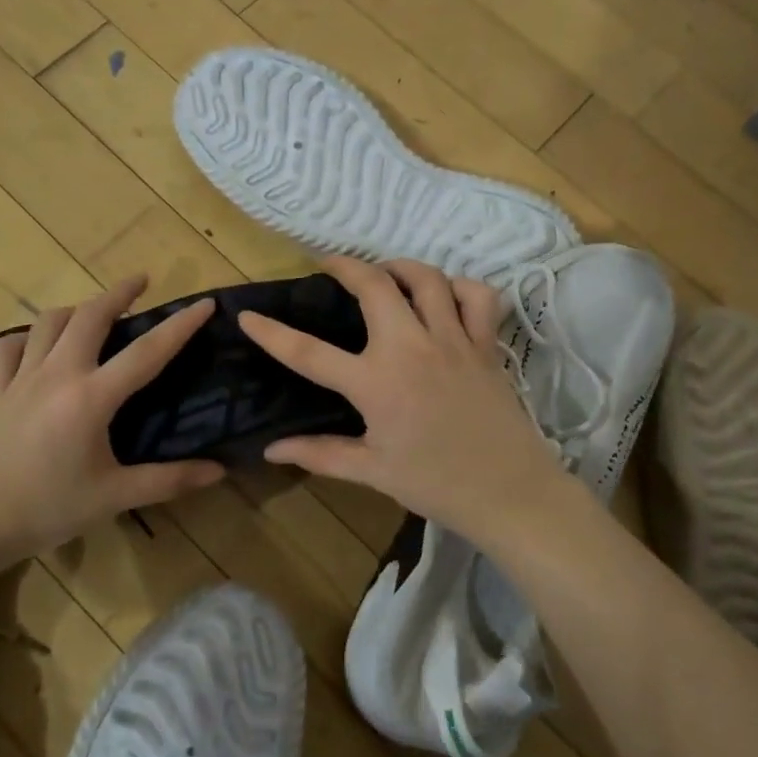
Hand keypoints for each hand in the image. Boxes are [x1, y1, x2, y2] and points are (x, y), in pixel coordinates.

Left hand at [0, 276, 225, 561]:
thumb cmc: (46, 508)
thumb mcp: (114, 497)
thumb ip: (168, 481)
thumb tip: (219, 471)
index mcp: (92, 397)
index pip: (147, 351)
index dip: (180, 325)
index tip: (205, 303)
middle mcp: (58, 374)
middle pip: (91, 316)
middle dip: (120, 292)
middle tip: (143, 281)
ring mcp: (22, 378)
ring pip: (49, 323)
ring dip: (77, 308)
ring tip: (96, 310)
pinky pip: (8, 349)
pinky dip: (26, 338)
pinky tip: (37, 345)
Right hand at [238, 257, 576, 539]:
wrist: (510, 492)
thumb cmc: (436, 484)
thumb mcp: (372, 471)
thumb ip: (320, 454)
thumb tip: (271, 450)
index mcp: (376, 383)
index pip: (309, 353)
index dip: (272, 333)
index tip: (247, 315)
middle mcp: (411, 348)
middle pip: (374, 286)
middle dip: (346, 265)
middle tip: (330, 265)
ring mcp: (453, 340)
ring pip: (427, 279)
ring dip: (400, 266)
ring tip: (384, 272)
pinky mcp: (486, 344)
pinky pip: (477, 297)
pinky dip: (460, 286)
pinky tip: (445, 294)